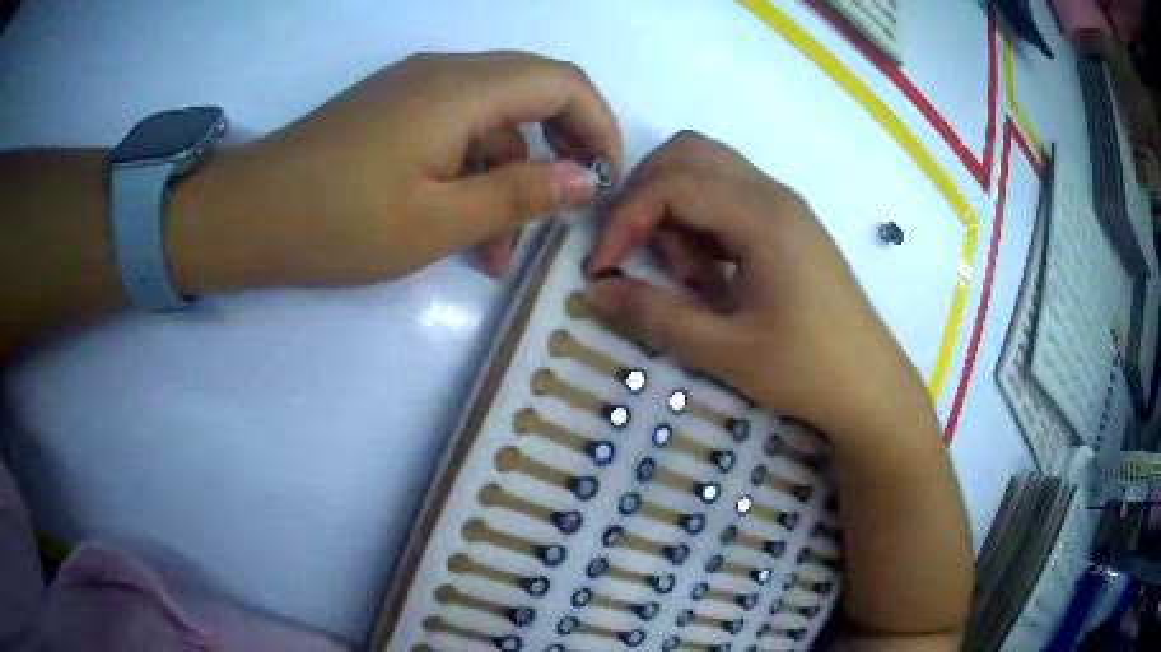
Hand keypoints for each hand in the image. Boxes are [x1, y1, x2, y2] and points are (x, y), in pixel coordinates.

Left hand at [168, 52, 621, 293]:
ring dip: (509, 173)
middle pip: (534, 90)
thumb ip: (516, 196)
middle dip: (564, 146)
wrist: (245, 217)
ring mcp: (414, 88)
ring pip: (492, 117)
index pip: (563, 84)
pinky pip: (454, 129)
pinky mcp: (392, 110)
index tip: (606, 183)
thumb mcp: (434, 223)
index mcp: (461, 90)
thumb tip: (583, 181)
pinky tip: (461, 227)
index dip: (599, 127)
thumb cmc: (334, 224)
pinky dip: (471, 171)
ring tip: (500, 250)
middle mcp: (444, 73)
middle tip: (569, 206)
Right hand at [587, 132, 933, 444]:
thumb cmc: (806, 369)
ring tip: (689, 277)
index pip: (671, 183)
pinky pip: (730, 197)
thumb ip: (656, 315)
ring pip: (709, 171)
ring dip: (678, 210)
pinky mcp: (789, 225)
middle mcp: (773, 194)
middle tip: (641, 254)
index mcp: (762, 216)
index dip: (625, 218)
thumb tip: (596, 291)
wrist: (870, 387)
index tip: (604, 268)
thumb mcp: (725, 350)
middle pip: (688, 154)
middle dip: (647, 196)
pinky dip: (703, 222)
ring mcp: (785, 206)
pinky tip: (713, 275)